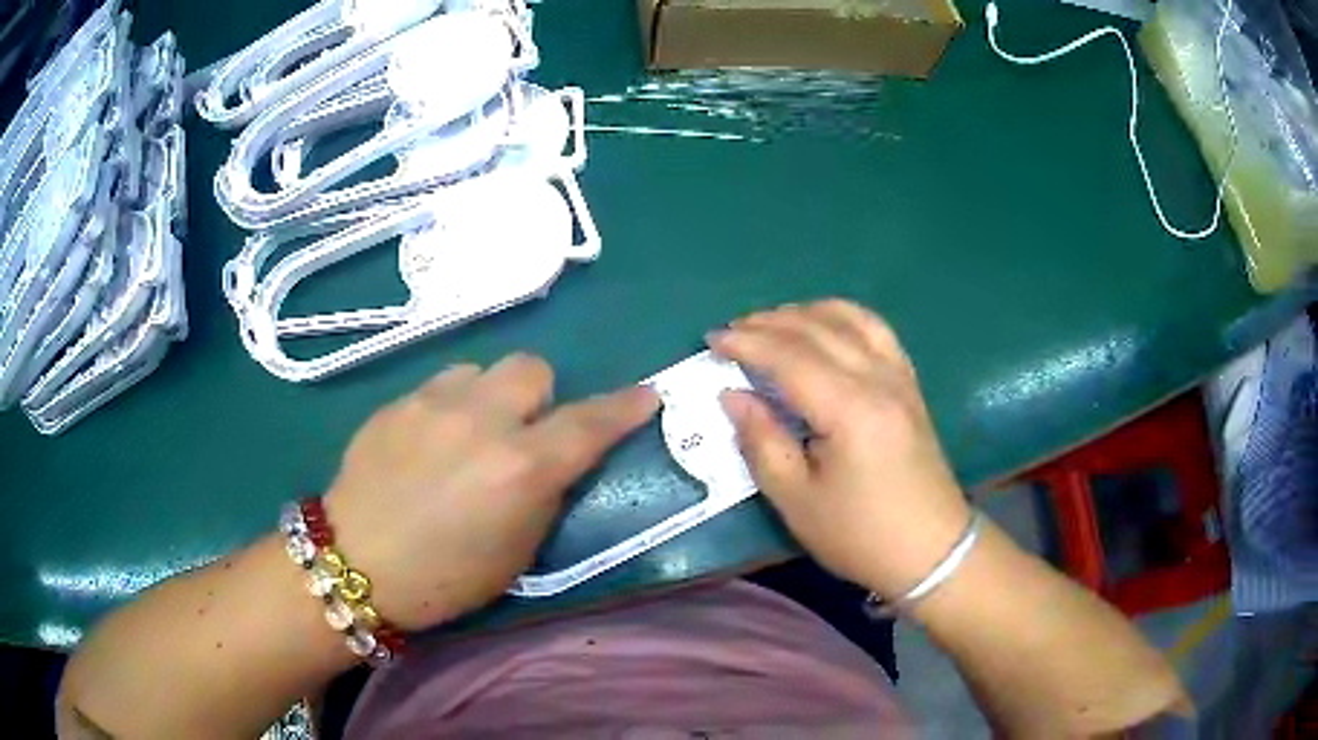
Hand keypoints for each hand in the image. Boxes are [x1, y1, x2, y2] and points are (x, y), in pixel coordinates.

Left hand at [324, 354, 658, 629]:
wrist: (356, 564)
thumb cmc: (445, 579)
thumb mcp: (517, 553)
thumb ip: (544, 495)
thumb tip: (554, 461)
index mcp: (521, 469)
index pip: (590, 424)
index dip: (625, 408)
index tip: (646, 396)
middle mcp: (482, 421)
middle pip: (534, 368)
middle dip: (541, 397)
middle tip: (524, 433)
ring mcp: (433, 404)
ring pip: (484, 370)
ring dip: (492, 396)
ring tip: (471, 433)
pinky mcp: (397, 402)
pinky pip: (442, 383)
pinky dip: (453, 404)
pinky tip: (432, 440)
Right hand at [709, 300, 971, 599]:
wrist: (930, 550)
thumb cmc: (860, 535)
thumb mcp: (798, 501)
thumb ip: (762, 442)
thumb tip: (733, 397)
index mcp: (850, 410)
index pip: (790, 358)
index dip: (748, 344)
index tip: (712, 340)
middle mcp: (879, 380)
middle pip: (818, 330)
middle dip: (769, 323)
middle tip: (732, 331)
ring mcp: (900, 377)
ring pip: (851, 319)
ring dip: (806, 312)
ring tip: (772, 322)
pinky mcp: (910, 385)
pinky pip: (877, 331)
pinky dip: (845, 316)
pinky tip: (825, 325)